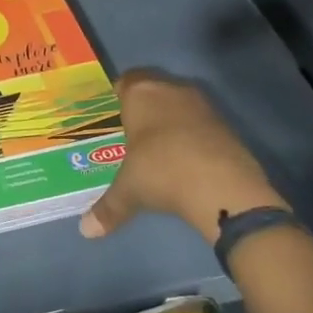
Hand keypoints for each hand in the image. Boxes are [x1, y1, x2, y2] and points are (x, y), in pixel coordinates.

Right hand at [79, 69, 284, 240]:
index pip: (126, 80)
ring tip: (160, 146)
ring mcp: (203, 105)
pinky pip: (200, 122)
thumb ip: (107, 207)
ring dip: (171, 119)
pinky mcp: (227, 124)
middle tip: (133, 131)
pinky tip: (187, 158)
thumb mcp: (128, 191)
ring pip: (179, 103)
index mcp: (141, 94)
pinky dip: (192, 134)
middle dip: (144, 107)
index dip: (119, 95)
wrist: (224, 187)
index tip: (114, 114)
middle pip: (154, 88)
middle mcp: (171, 90)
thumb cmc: (161, 172)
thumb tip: (86, 231)